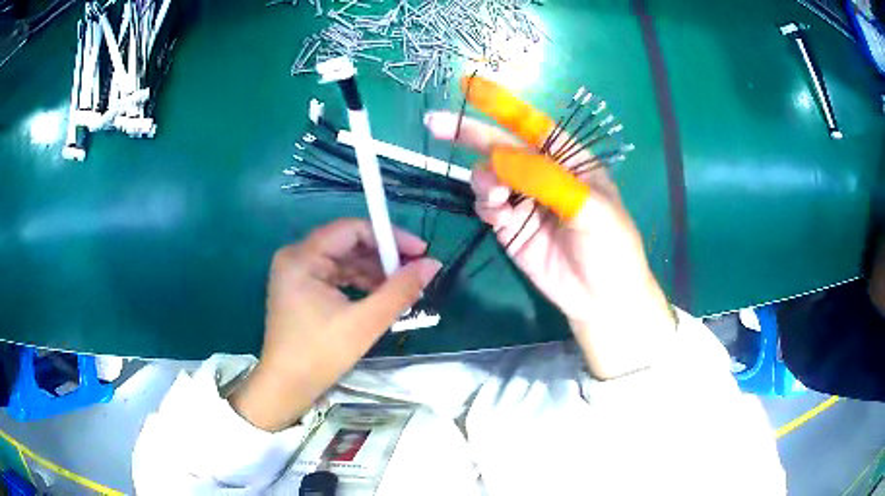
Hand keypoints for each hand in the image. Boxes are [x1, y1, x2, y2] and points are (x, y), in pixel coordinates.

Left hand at [229, 219, 440, 430]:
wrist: (287, 387)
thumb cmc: (320, 355)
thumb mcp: (365, 323)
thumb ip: (400, 290)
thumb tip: (433, 264)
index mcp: (302, 258)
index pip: (351, 230)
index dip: (389, 236)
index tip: (420, 250)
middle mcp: (296, 257)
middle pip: (347, 243)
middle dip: (383, 257)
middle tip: (415, 271)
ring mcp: (297, 273)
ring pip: (344, 260)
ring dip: (374, 272)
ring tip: (403, 288)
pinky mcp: (302, 288)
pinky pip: (336, 275)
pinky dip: (359, 283)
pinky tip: (381, 296)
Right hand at [425, 111, 674, 378]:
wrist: (602, 298)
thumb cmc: (610, 246)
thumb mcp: (589, 208)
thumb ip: (546, 179)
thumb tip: (498, 156)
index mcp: (569, 158)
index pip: (531, 124)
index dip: (501, 105)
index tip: (469, 87)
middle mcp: (542, 173)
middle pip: (502, 145)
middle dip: (471, 134)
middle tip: (436, 124)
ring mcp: (524, 199)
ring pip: (488, 175)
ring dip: (484, 179)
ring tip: (497, 197)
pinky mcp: (510, 226)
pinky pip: (487, 205)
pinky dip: (486, 205)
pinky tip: (499, 215)